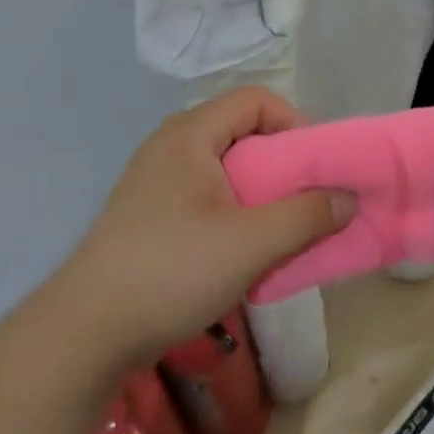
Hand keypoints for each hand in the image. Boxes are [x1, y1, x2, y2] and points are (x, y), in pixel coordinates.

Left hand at [59, 89, 352, 366]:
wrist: (85, 333)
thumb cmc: (171, 272)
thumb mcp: (251, 244)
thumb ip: (307, 216)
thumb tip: (348, 198)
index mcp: (190, 135)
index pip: (256, 100)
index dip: (295, 123)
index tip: (317, 167)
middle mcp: (172, 147)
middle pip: (244, 134)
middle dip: (285, 166)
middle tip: (309, 202)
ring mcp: (158, 182)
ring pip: (229, 171)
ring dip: (264, 196)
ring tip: (284, 231)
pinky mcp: (153, 215)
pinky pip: (210, 198)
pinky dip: (240, 214)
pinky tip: (248, 252)